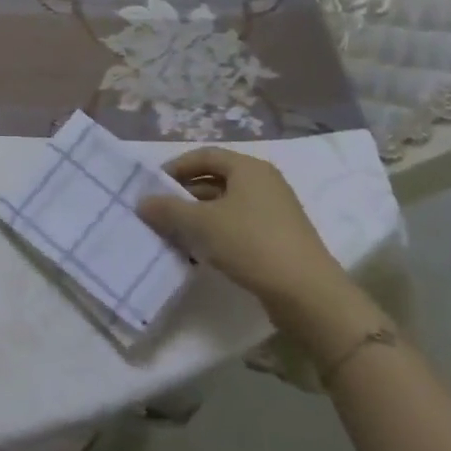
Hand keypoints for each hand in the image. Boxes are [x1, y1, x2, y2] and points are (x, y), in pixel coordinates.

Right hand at [135, 148, 352, 322]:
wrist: (308, 295)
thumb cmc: (251, 244)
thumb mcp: (201, 224)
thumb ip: (167, 209)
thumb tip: (142, 202)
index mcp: (249, 168)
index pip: (204, 155)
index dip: (175, 167)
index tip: (153, 187)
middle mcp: (264, 182)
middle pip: (215, 180)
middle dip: (184, 195)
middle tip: (160, 212)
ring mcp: (275, 211)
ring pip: (226, 205)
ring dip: (198, 216)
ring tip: (175, 235)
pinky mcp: (279, 238)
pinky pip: (239, 225)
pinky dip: (217, 233)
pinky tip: (201, 252)